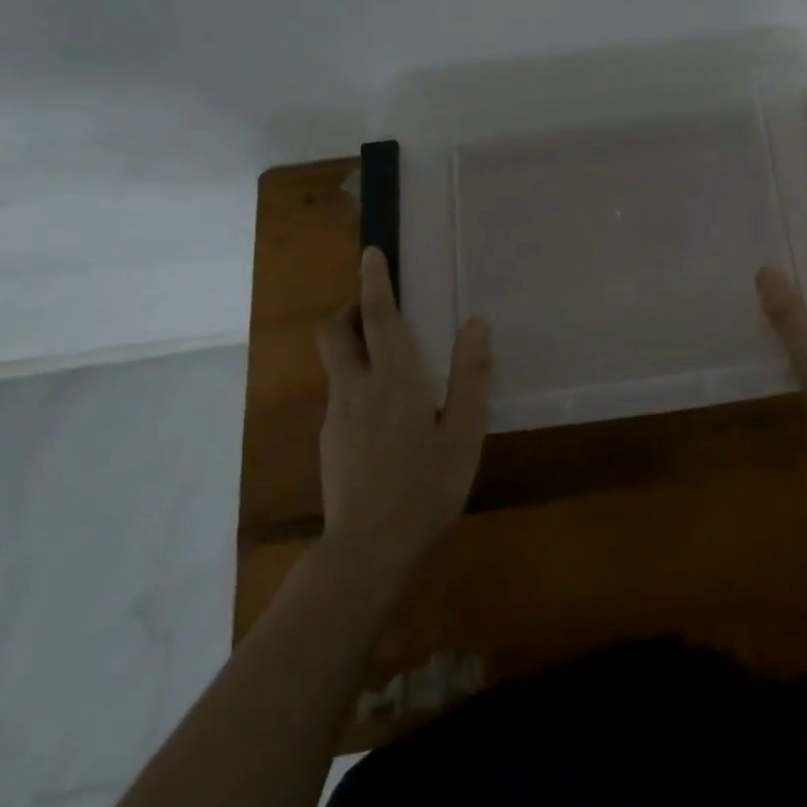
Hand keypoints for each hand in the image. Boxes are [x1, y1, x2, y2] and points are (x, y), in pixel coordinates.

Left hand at [318, 248, 491, 565]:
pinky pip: (341, 394)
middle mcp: (356, 388)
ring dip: (355, 346)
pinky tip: (387, 416)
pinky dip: (358, 381)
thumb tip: (476, 324)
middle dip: (348, 309)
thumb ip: (471, 377)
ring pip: (337, 363)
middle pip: (335, 332)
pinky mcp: (329, 441)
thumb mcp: (464, 434)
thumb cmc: (425, 488)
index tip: (370, 253)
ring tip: (394, 364)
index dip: (373, 281)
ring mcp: (336, 416)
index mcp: (393, 378)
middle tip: (376, 307)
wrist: (365, 553)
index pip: (376, 316)